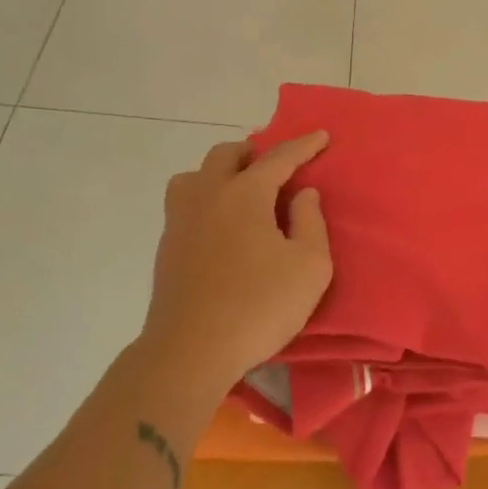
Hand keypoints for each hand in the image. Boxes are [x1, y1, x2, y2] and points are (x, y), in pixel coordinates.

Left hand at [139, 133, 333, 401]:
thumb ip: (311, 222)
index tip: (321, 136)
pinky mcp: (166, 247)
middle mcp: (208, 195)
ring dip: (219, 173)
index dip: (303, 145)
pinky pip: (184, 203)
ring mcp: (180, 220)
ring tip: (239, 192)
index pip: (278, 157)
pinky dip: (204, 199)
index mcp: (245, 194)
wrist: (189, 353)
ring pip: (194, 175)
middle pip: (227, 154)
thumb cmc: (258, 307)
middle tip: (274, 168)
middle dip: (253, 153)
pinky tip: (218, 224)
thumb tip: (303, 194)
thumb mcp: (309, 267)